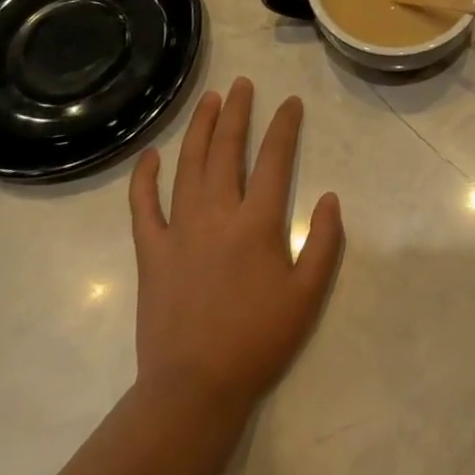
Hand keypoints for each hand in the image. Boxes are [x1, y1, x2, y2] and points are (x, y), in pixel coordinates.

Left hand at [129, 78, 344, 421]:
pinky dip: (144, 178)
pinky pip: (143, 206)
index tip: (291, 102)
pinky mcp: (151, 251)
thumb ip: (324, 243)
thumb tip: (330, 197)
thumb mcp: (307, 296)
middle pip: (227, 150)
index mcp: (257, 223)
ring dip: (199, 129)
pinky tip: (150, 155)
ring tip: (209, 100)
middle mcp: (218, 214)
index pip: (275, 159)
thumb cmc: (256, 341)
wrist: (193, 389)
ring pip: (189, 165)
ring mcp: (180, 230)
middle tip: (242, 84)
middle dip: (237, 112)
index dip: (284, 126)